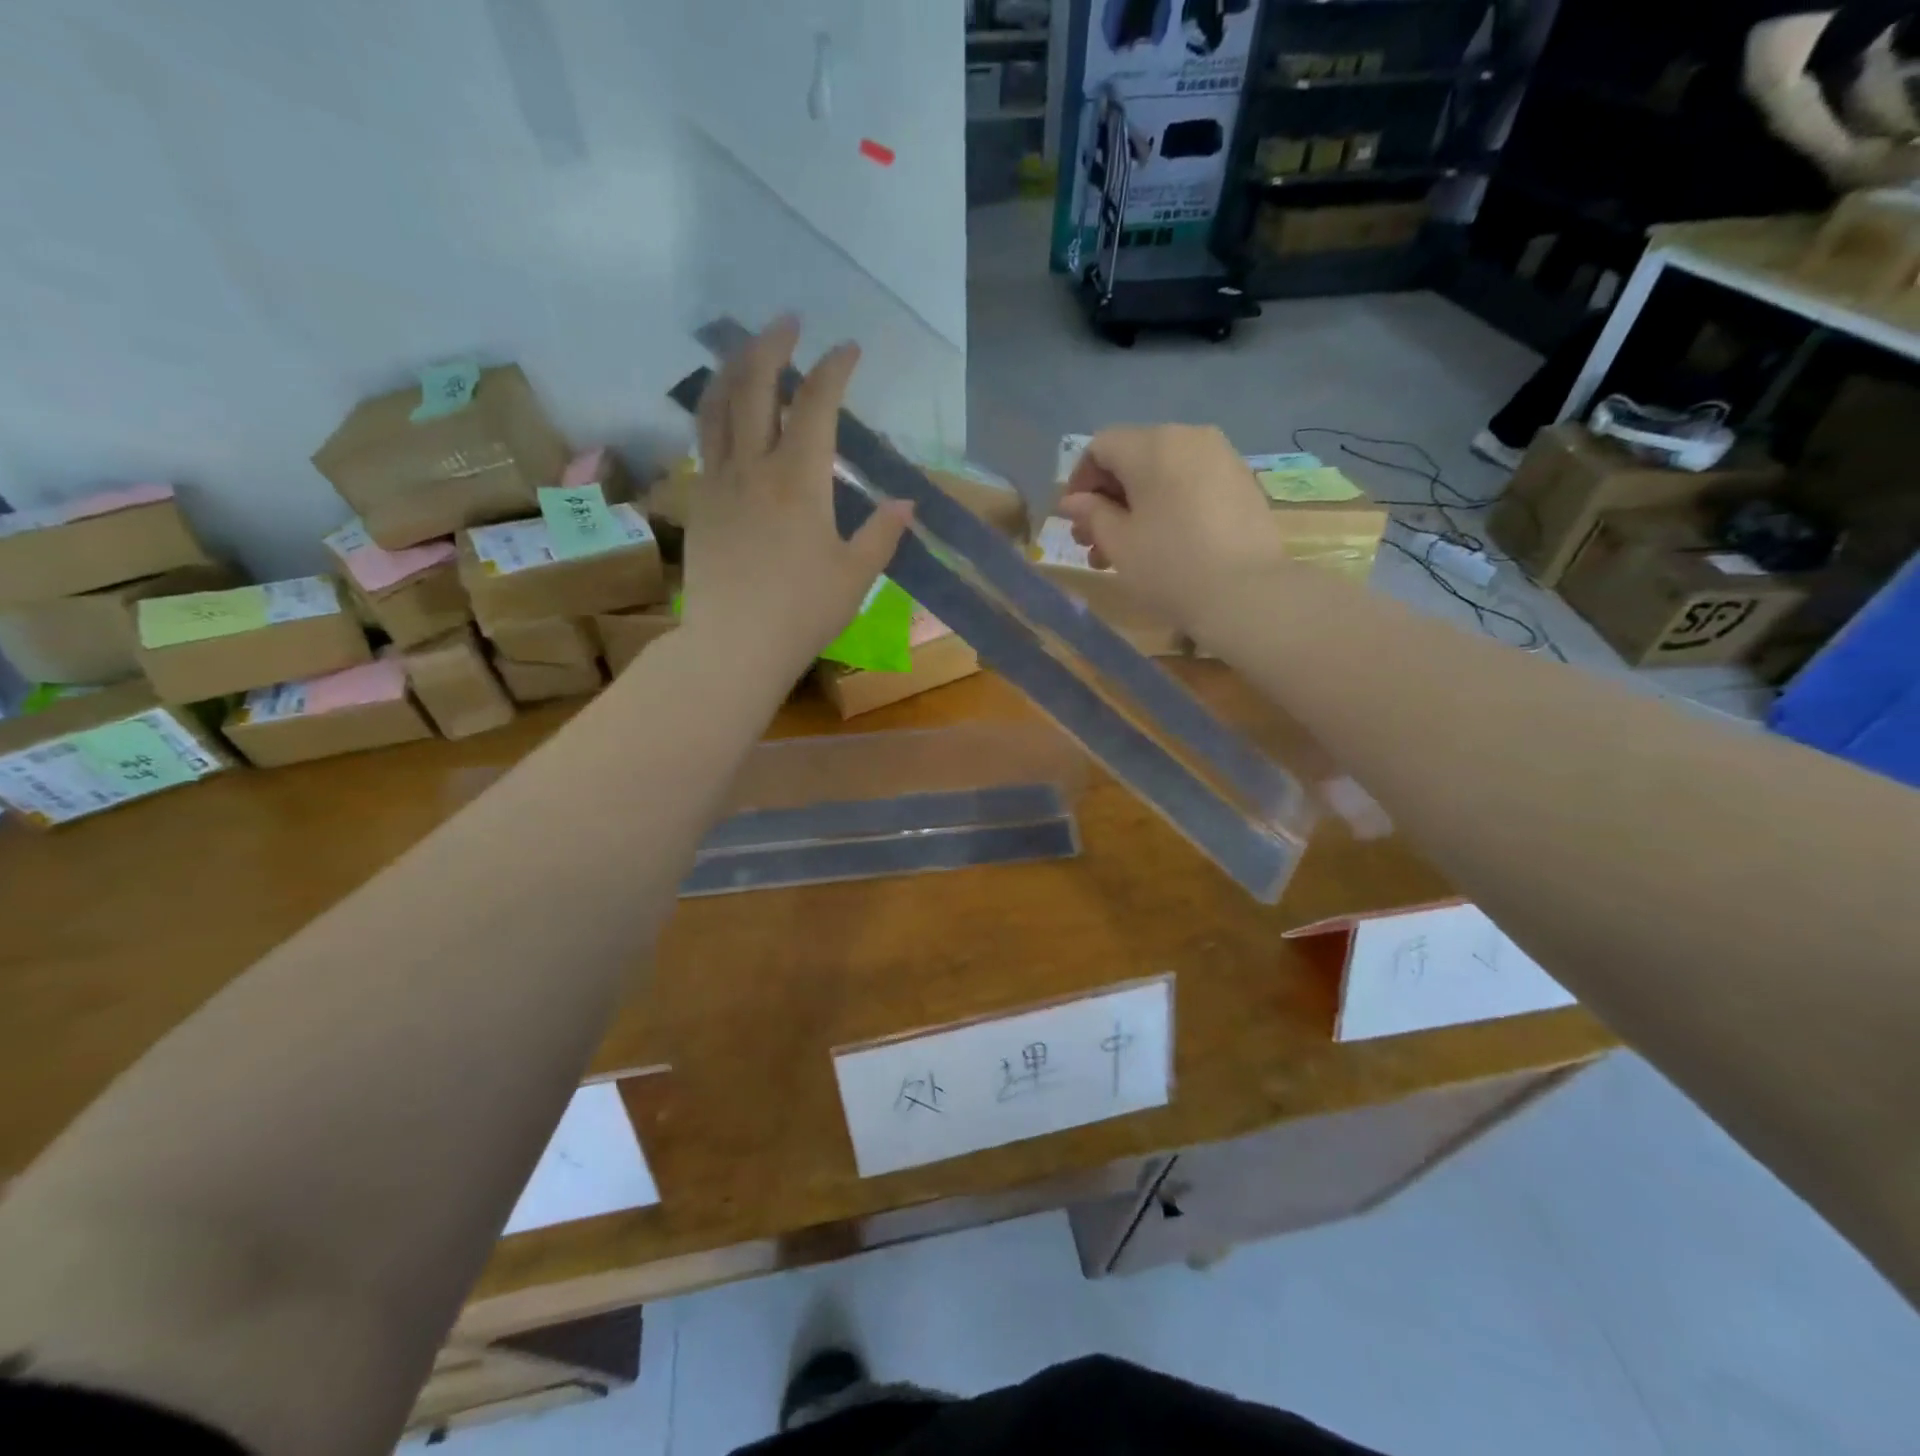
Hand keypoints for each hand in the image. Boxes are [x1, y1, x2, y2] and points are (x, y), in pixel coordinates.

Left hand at [683, 317, 912, 681]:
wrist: (734, 645)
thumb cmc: (803, 612)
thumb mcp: (856, 575)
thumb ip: (881, 533)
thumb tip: (906, 502)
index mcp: (799, 479)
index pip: (817, 404)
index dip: (835, 369)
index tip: (849, 349)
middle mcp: (753, 466)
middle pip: (756, 386)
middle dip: (773, 345)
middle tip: (788, 323)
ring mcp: (718, 481)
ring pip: (718, 405)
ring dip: (734, 367)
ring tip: (749, 351)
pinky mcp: (699, 503)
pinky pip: (704, 440)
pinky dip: (717, 411)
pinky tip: (726, 413)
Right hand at [1055, 425, 1282, 633]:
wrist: (1247, 594)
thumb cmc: (1170, 566)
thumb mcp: (1118, 543)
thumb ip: (1091, 514)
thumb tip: (1073, 502)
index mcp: (1152, 445)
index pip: (1101, 447)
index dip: (1079, 481)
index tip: (1072, 520)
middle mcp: (1189, 437)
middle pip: (1133, 457)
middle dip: (1107, 499)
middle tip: (1092, 543)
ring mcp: (1221, 457)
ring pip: (1162, 473)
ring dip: (1135, 506)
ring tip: (1123, 552)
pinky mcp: (1241, 482)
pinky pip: (1191, 483)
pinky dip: (1168, 505)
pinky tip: (1162, 543)